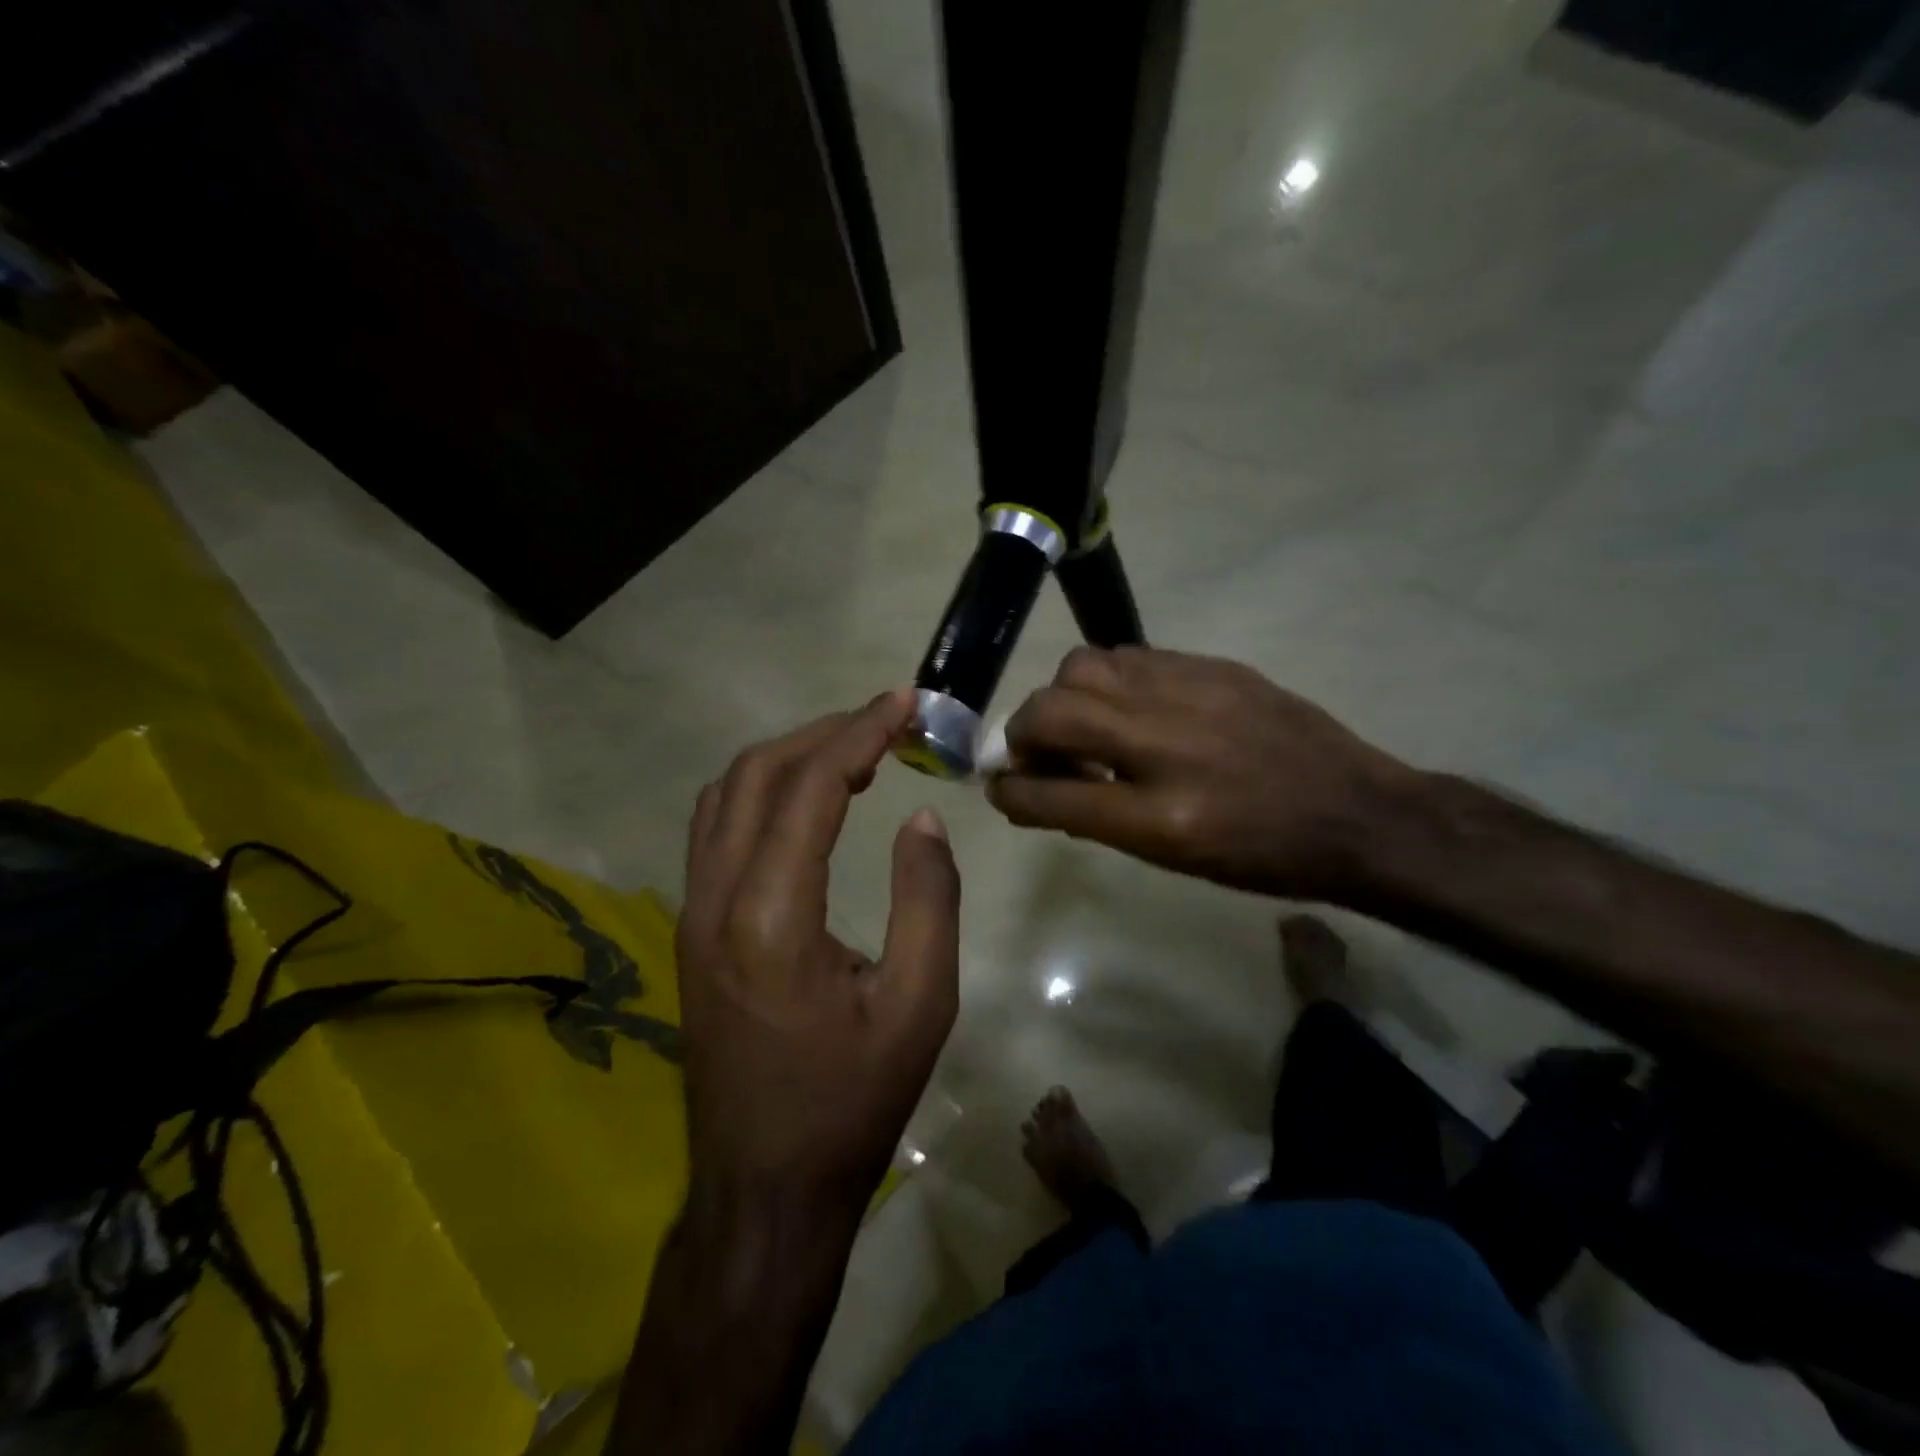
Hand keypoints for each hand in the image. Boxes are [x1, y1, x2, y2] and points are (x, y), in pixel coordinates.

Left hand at [677, 690, 960, 1224]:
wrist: (765, 1186)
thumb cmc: (851, 1100)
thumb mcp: (920, 1005)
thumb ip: (928, 900)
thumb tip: (921, 819)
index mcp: (771, 915)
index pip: (811, 787)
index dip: (860, 733)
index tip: (904, 704)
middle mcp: (715, 899)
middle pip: (757, 775)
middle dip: (823, 732)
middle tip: (883, 721)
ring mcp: (692, 914)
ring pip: (726, 796)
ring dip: (787, 758)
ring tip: (850, 750)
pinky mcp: (691, 932)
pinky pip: (717, 831)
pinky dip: (761, 792)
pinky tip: (804, 802)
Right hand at [987, 647, 1411, 901]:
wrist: (1357, 813)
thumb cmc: (1262, 857)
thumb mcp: (1173, 858)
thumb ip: (1097, 818)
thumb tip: (1039, 790)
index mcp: (1159, 817)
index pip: (1049, 795)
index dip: (1009, 790)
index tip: (998, 786)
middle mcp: (1164, 745)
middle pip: (1051, 713)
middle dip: (1022, 734)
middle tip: (1035, 753)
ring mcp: (1189, 694)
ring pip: (1083, 667)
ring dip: (1063, 698)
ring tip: (1082, 723)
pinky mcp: (1211, 665)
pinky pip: (1129, 656)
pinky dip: (1108, 682)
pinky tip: (1128, 705)